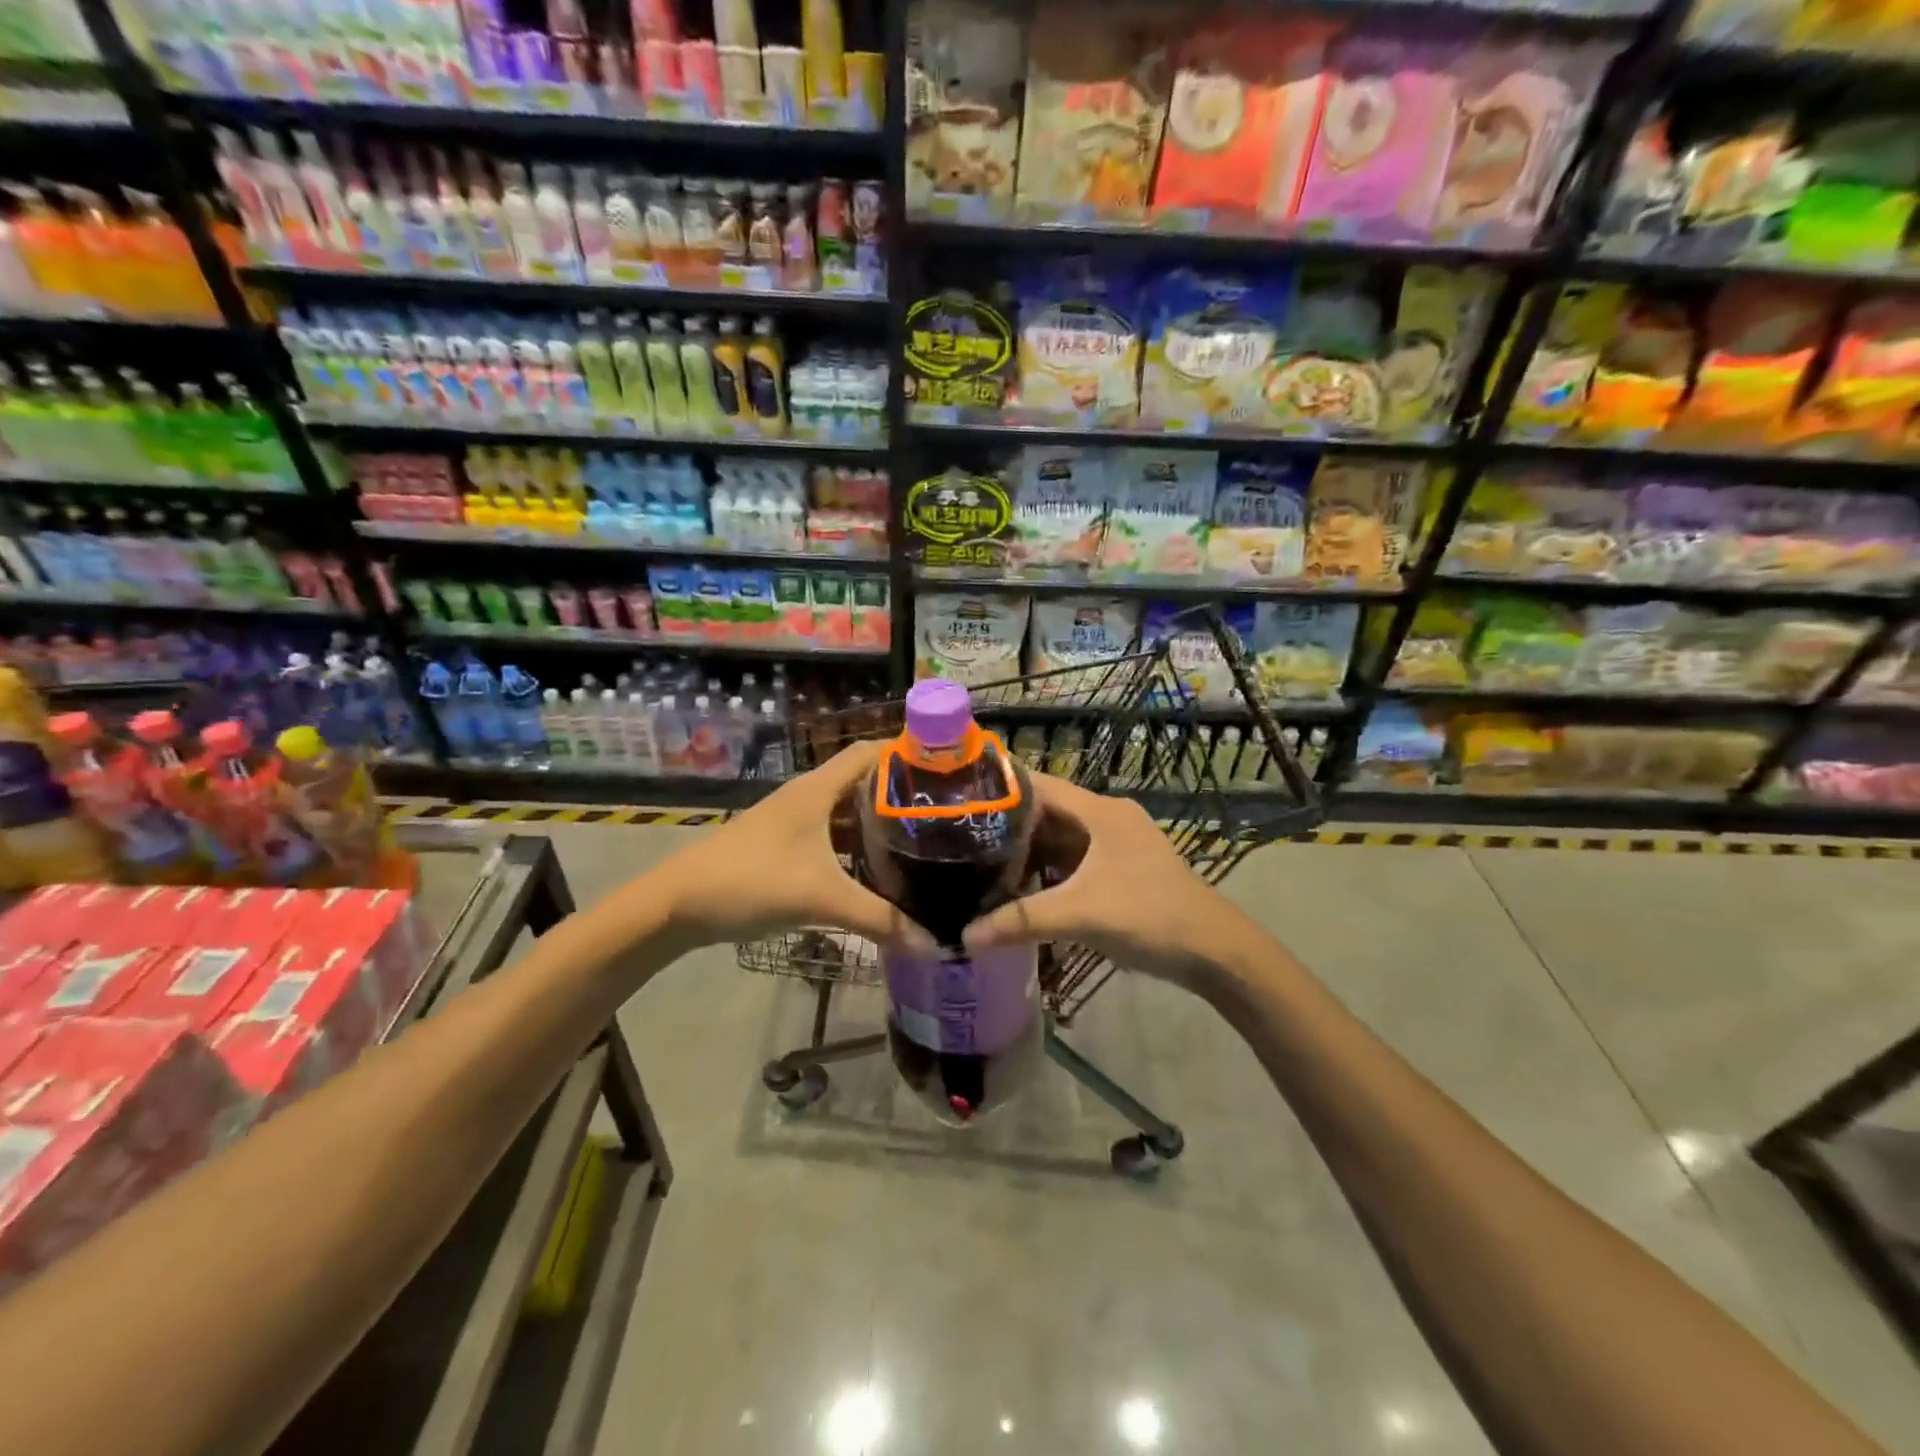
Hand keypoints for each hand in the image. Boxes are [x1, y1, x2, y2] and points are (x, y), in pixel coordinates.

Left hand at [654, 741, 935, 952]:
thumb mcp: (820, 899)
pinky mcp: (782, 848)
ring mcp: (792, 823)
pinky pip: (830, 837)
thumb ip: (880, 920)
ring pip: (845, 813)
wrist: (676, 905)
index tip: (945, 768)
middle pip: (862, 782)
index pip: (869, 752)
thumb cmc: (751, 881)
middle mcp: (807, 797)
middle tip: (942, 813)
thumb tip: (936, 944)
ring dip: (877, 824)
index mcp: (817, 789)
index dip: (905, 753)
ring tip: (920, 842)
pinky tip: (875, 872)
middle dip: (899, 794)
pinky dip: (855, 848)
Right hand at [963, 772, 1258, 987]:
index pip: (1039, 784)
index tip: (959, 798)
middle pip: (1047, 813)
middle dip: (1007, 825)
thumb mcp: (1080, 914)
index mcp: (1100, 811)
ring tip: (980, 862)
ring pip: (1059, 839)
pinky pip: (1072, 862)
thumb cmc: (1148, 915)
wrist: (1213, 950)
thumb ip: (1020, 921)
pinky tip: (1019, 888)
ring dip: (1026, 851)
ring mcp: (1115, 846)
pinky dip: (1046, 871)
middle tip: (960, 837)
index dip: (1001, 788)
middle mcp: (1106, 819)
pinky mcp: (1120, 871)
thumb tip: (964, 937)